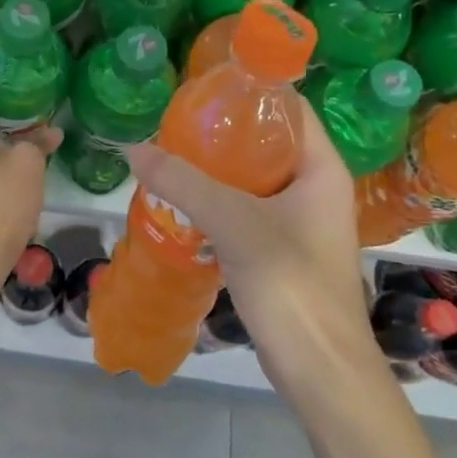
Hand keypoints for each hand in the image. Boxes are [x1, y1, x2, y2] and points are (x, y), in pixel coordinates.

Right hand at [126, 112, 374, 403]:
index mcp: (322, 169)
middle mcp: (315, 189)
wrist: (320, 369)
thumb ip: (183, 183)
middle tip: (175, 126)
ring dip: (215, 171)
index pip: (290, 109)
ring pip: (253, 180)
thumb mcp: (234, 223)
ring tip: (170, 159)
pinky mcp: (282, 251)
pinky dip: (217, 203)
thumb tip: (134, 148)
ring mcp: (300, 223)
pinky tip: (181, 204)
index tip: (202, 88)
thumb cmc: (290, 284)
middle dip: (222, 134)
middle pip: (268, 143)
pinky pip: (246, 212)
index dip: (250, 92)